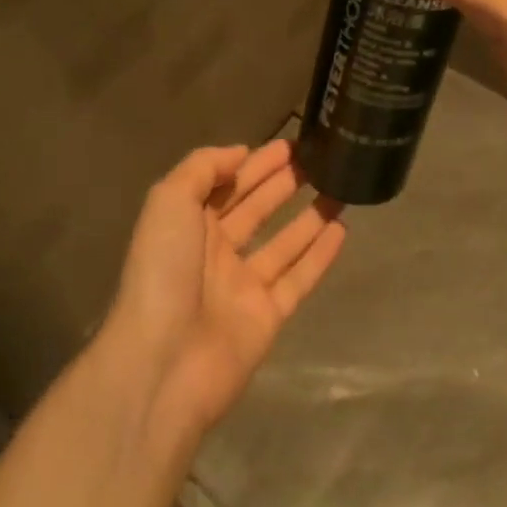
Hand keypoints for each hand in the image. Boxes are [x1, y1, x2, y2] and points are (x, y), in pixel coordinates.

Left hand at [105, 140, 344, 442]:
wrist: (164, 363)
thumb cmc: (163, 272)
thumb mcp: (169, 202)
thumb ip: (202, 168)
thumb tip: (240, 153)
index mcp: (188, 224)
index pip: (226, 184)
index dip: (255, 163)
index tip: (289, 144)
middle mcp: (215, 252)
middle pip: (256, 209)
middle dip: (283, 183)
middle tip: (319, 160)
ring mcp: (243, 286)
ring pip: (283, 243)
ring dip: (309, 216)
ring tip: (340, 188)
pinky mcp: (268, 317)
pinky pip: (299, 279)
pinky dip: (320, 256)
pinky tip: (342, 230)